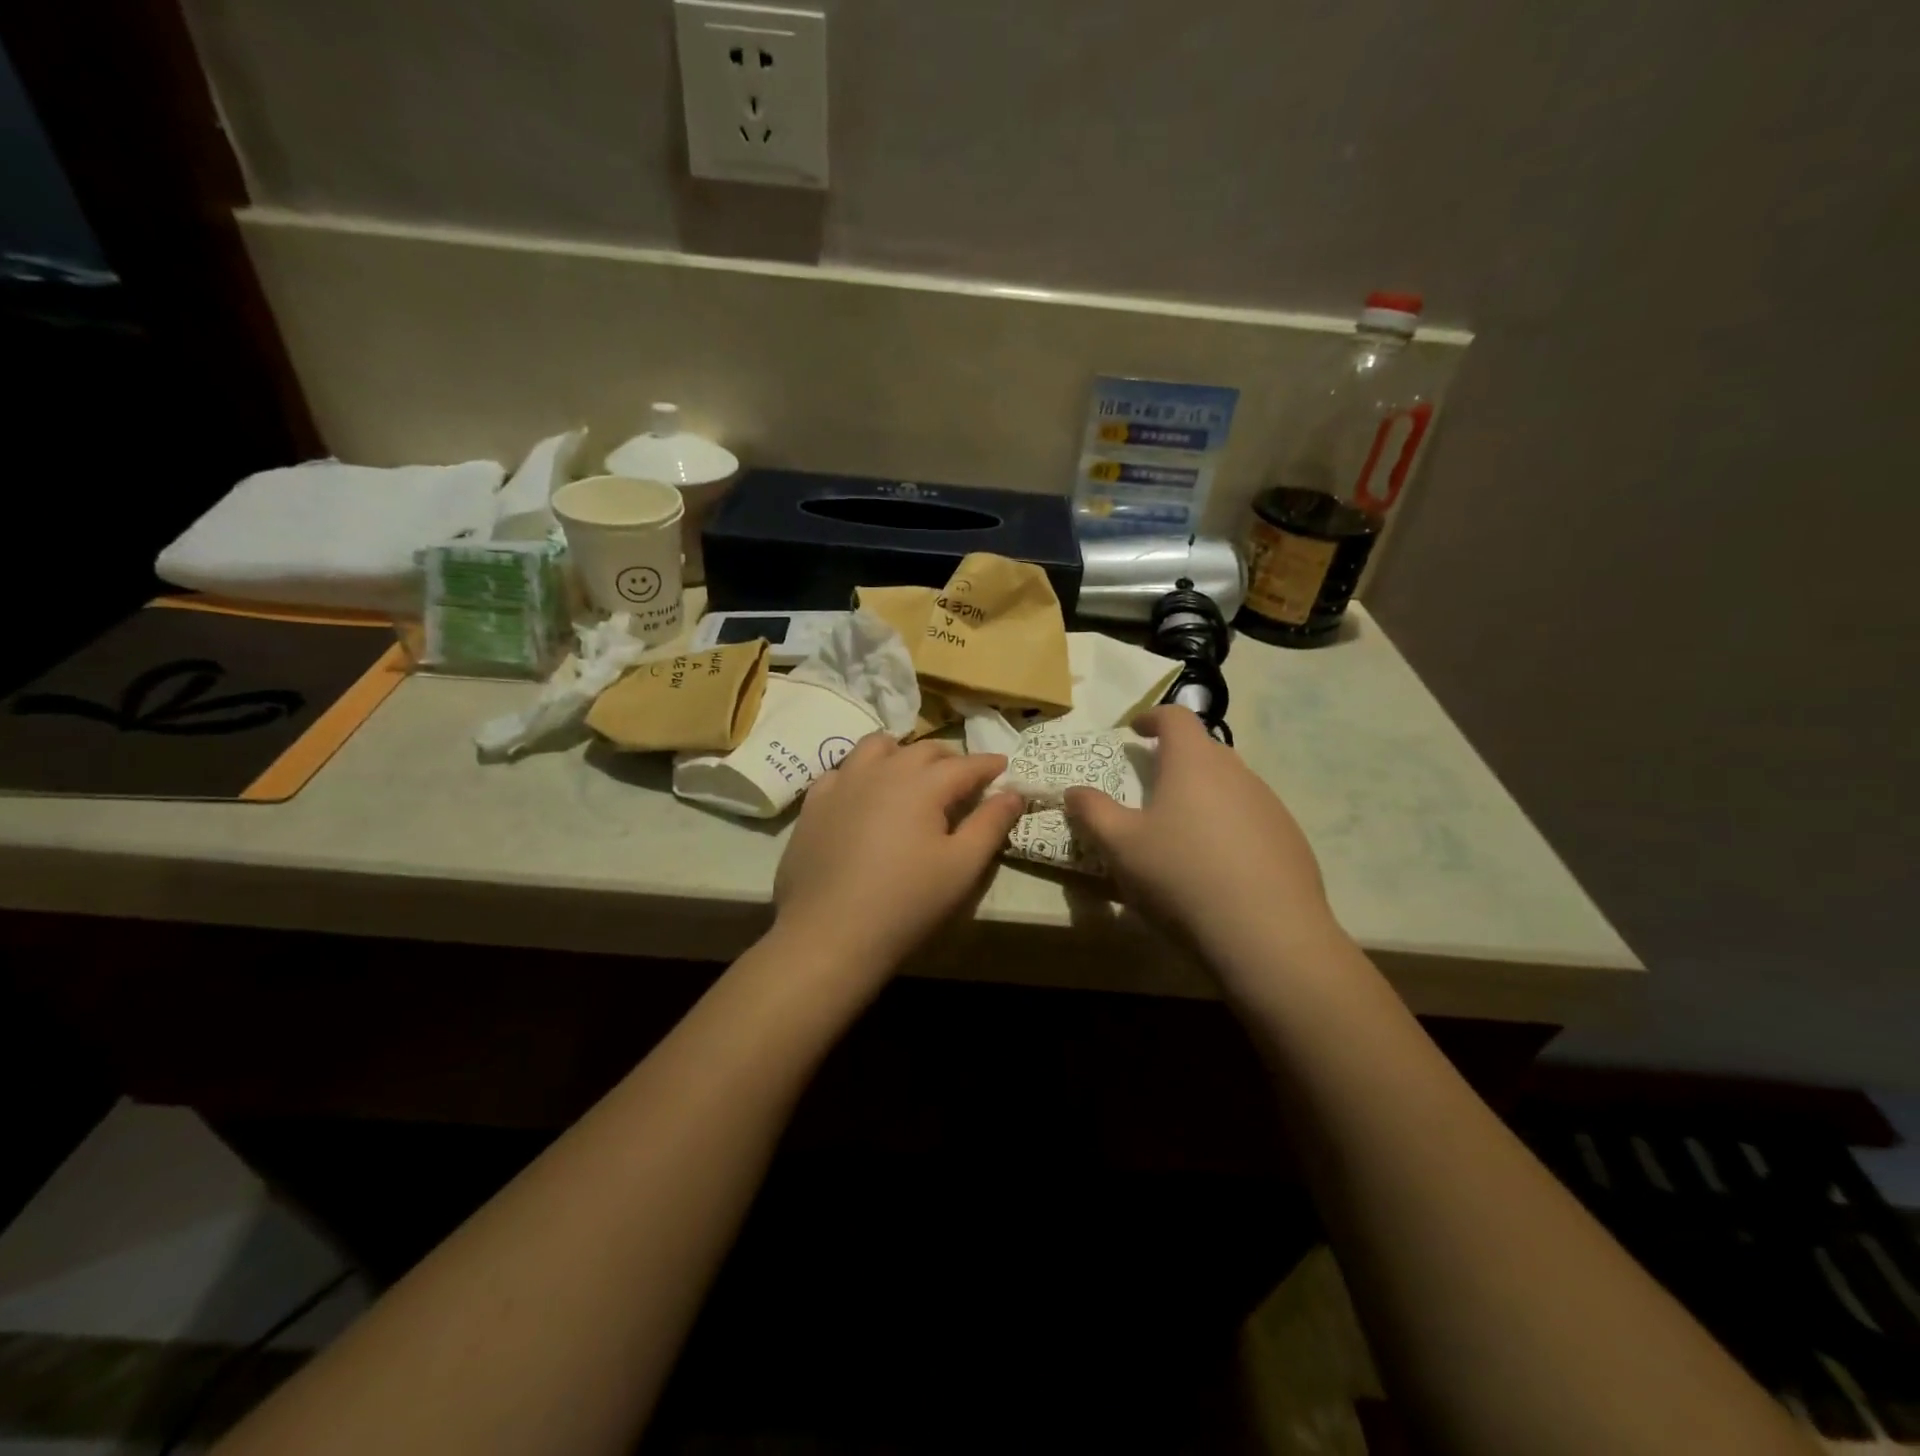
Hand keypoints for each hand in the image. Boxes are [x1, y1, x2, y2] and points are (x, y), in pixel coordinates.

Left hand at [772, 734, 1025, 978]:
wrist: (829, 934)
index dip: (988, 764)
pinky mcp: (815, 803)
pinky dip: (863, 772)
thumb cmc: (906, 902)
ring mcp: (843, 783)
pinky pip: (843, 770)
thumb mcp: (962, 867)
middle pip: (923, 750)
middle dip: (949, 759)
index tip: (1003, 766)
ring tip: (912, 775)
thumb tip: (1012, 792)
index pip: (965, 764)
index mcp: (922, 783)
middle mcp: (882, 770)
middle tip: (964, 778)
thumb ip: (991, 824)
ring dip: (902, 753)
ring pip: (877, 747)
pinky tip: (865, 794)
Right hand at [1063, 706, 1343, 978]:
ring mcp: (1269, 805)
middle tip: (1151, 784)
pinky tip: (1217, 864)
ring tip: (1182, 829)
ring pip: (1230, 784)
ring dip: (1203, 793)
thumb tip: (1074, 791)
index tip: (1135, 731)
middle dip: (1176, 758)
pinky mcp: (1289, 839)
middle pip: (1204, 749)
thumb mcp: (1120, 847)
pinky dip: (1228, 825)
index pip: (1175, 716)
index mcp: (1194, 762)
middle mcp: (1237, 772)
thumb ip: (1092, 812)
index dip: (1152, 717)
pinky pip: (1251, 817)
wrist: (1267, 935)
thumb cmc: (1182, 877)